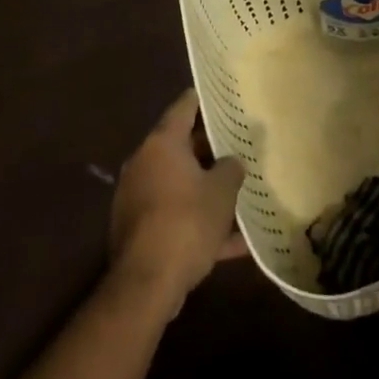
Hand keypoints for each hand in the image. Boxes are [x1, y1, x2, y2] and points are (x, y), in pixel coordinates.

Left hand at [109, 90, 246, 310]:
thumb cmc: (186, 222)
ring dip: (205, 189)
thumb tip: (231, 162)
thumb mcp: (222, 192)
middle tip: (239, 146)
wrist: (146, 284)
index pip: (184, 107)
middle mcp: (144, 162)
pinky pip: (175, 216)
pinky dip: (199, 223)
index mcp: (162, 143)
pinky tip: (233, 243)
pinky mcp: (139, 229)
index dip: (204, 99)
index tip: (223, 95)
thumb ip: (231, 169)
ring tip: (239, 194)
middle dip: (210, 149)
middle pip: (181, 146)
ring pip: (179, 184)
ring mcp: (138, 197)